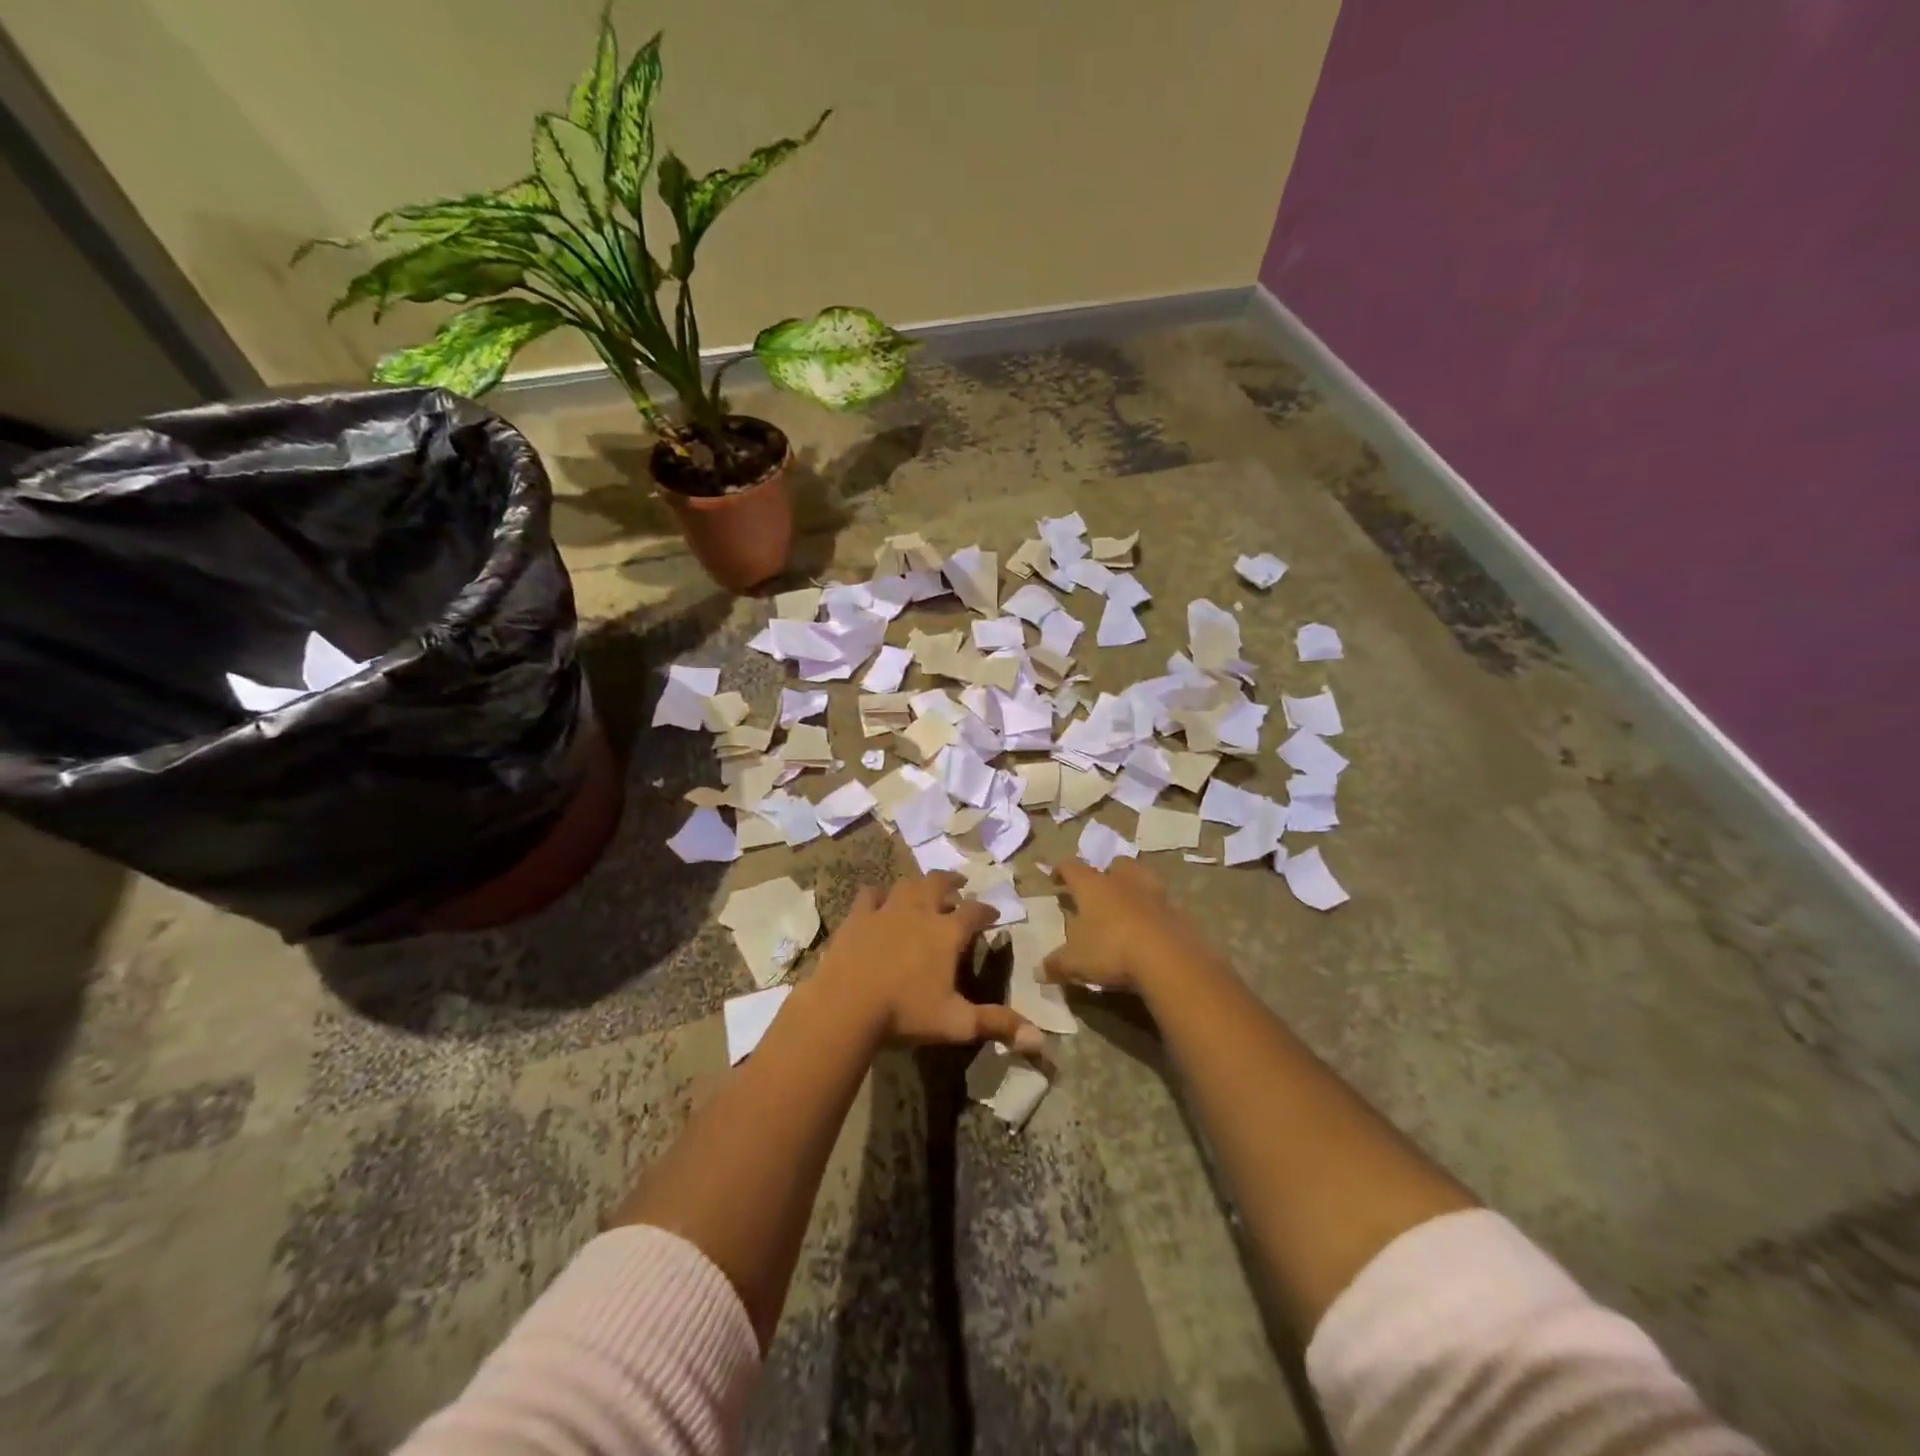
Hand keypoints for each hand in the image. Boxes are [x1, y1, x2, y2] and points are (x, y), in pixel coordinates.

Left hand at [816, 872, 1043, 1053]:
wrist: (847, 1006)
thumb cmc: (906, 1013)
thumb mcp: (957, 1023)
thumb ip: (997, 1025)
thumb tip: (1040, 1040)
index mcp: (947, 933)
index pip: (974, 912)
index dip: (987, 911)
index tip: (993, 914)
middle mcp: (920, 912)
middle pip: (939, 884)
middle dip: (952, 882)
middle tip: (959, 883)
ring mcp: (886, 910)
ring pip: (906, 885)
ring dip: (918, 884)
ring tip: (923, 887)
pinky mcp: (857, 917)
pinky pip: (869, 895)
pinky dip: (877, 894)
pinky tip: (878, 898)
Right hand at [1043, 859, 1213, 995]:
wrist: (1168, 959)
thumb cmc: (1111, 950)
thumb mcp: (1075, 962)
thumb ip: (1056, 964)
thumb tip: (1038, 971)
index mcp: (1093, 886)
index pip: (1072, 868)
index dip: (1061, 871)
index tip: (1055, 878)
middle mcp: (1123, 881)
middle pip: (1114, 865)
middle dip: (1106, 873)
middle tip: (1099, 888)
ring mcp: (1154, 893)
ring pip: (1142, 878)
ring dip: (1134, 886)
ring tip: (1127, 903)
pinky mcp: (1178, 911)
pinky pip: (1162, 904)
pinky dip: (1154, 911)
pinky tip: (1149, 927)